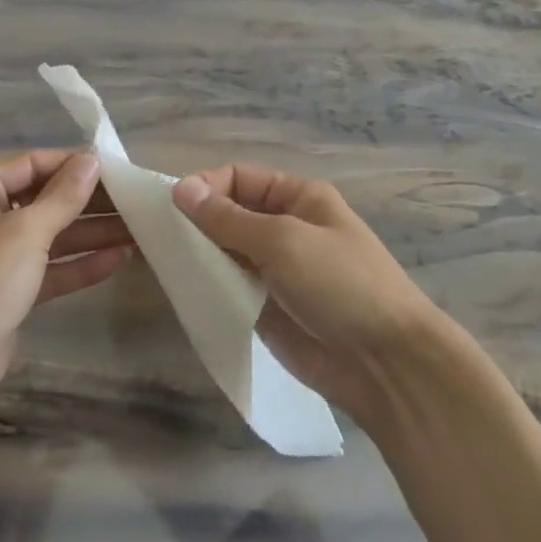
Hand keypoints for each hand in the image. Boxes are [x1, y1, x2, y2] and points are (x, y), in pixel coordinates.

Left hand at [0, 150, 130, 457]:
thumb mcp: (24, 233)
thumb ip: (62, 197)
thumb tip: (91, 161)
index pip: (32, 165)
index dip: (74, 166)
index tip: (117, 169)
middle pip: (44, 201)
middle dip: (89, 203)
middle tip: (136, 202)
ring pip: (51, 237)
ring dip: (91, 233)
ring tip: (139, 229)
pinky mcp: (9, 291)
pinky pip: (48, 269)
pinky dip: (79, 264)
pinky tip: (118, 259)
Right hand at [171, 166, 449, 424]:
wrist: (385, 363)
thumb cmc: (341, 285)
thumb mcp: (284, 241)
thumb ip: (228, 219)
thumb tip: (180, 189)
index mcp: (298, 198)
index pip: (239, 178)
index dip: (205, 187)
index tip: (170, 208)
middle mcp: (285, 227)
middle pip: (228, 213)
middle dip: (195, 221)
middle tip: (155, 239)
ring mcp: (275, 269)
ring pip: (224, 251)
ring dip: (198, 254)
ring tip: (163, 263)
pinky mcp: (266, 307)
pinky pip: (230, 286)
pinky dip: (207, 284)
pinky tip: (183, 289)